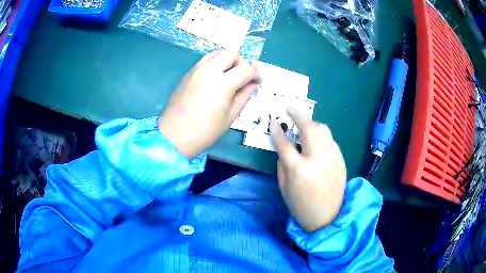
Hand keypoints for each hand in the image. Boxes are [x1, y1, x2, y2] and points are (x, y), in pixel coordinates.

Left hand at [158, 50, 260, 157]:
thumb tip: (253, 84)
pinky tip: (215, 80)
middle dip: (242, 63)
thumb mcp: (230, 116)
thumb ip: (244, 96)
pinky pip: (205, 61)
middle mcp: (208, 70)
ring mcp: (195, 70)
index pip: (246, 69)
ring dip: (227, 61)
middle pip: (230, 53)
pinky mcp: (187, 74)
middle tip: (243, 78)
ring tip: (229, 77)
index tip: (258, 82)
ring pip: (216, 53)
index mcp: (222, 84)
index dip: (256, 74)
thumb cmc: (205, 131)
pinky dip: (215, 64)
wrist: (174, 136)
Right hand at [271, 108, 346, 232]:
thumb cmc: (301, 205)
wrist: (327, 217)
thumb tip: (285, 143)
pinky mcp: (341, 159)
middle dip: (298, 115)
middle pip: (309, 128)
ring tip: (303, 123)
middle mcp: (318, 159)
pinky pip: (330, 139)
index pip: (285, 143)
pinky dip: (321, 134)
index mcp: (299, 170)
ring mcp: (333, 157)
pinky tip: (315, 139)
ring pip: (323, 129)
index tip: (272, 121)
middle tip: (290, 108)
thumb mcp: (284, 186)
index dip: (277, 131)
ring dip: (311, 123)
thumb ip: (283, 162)